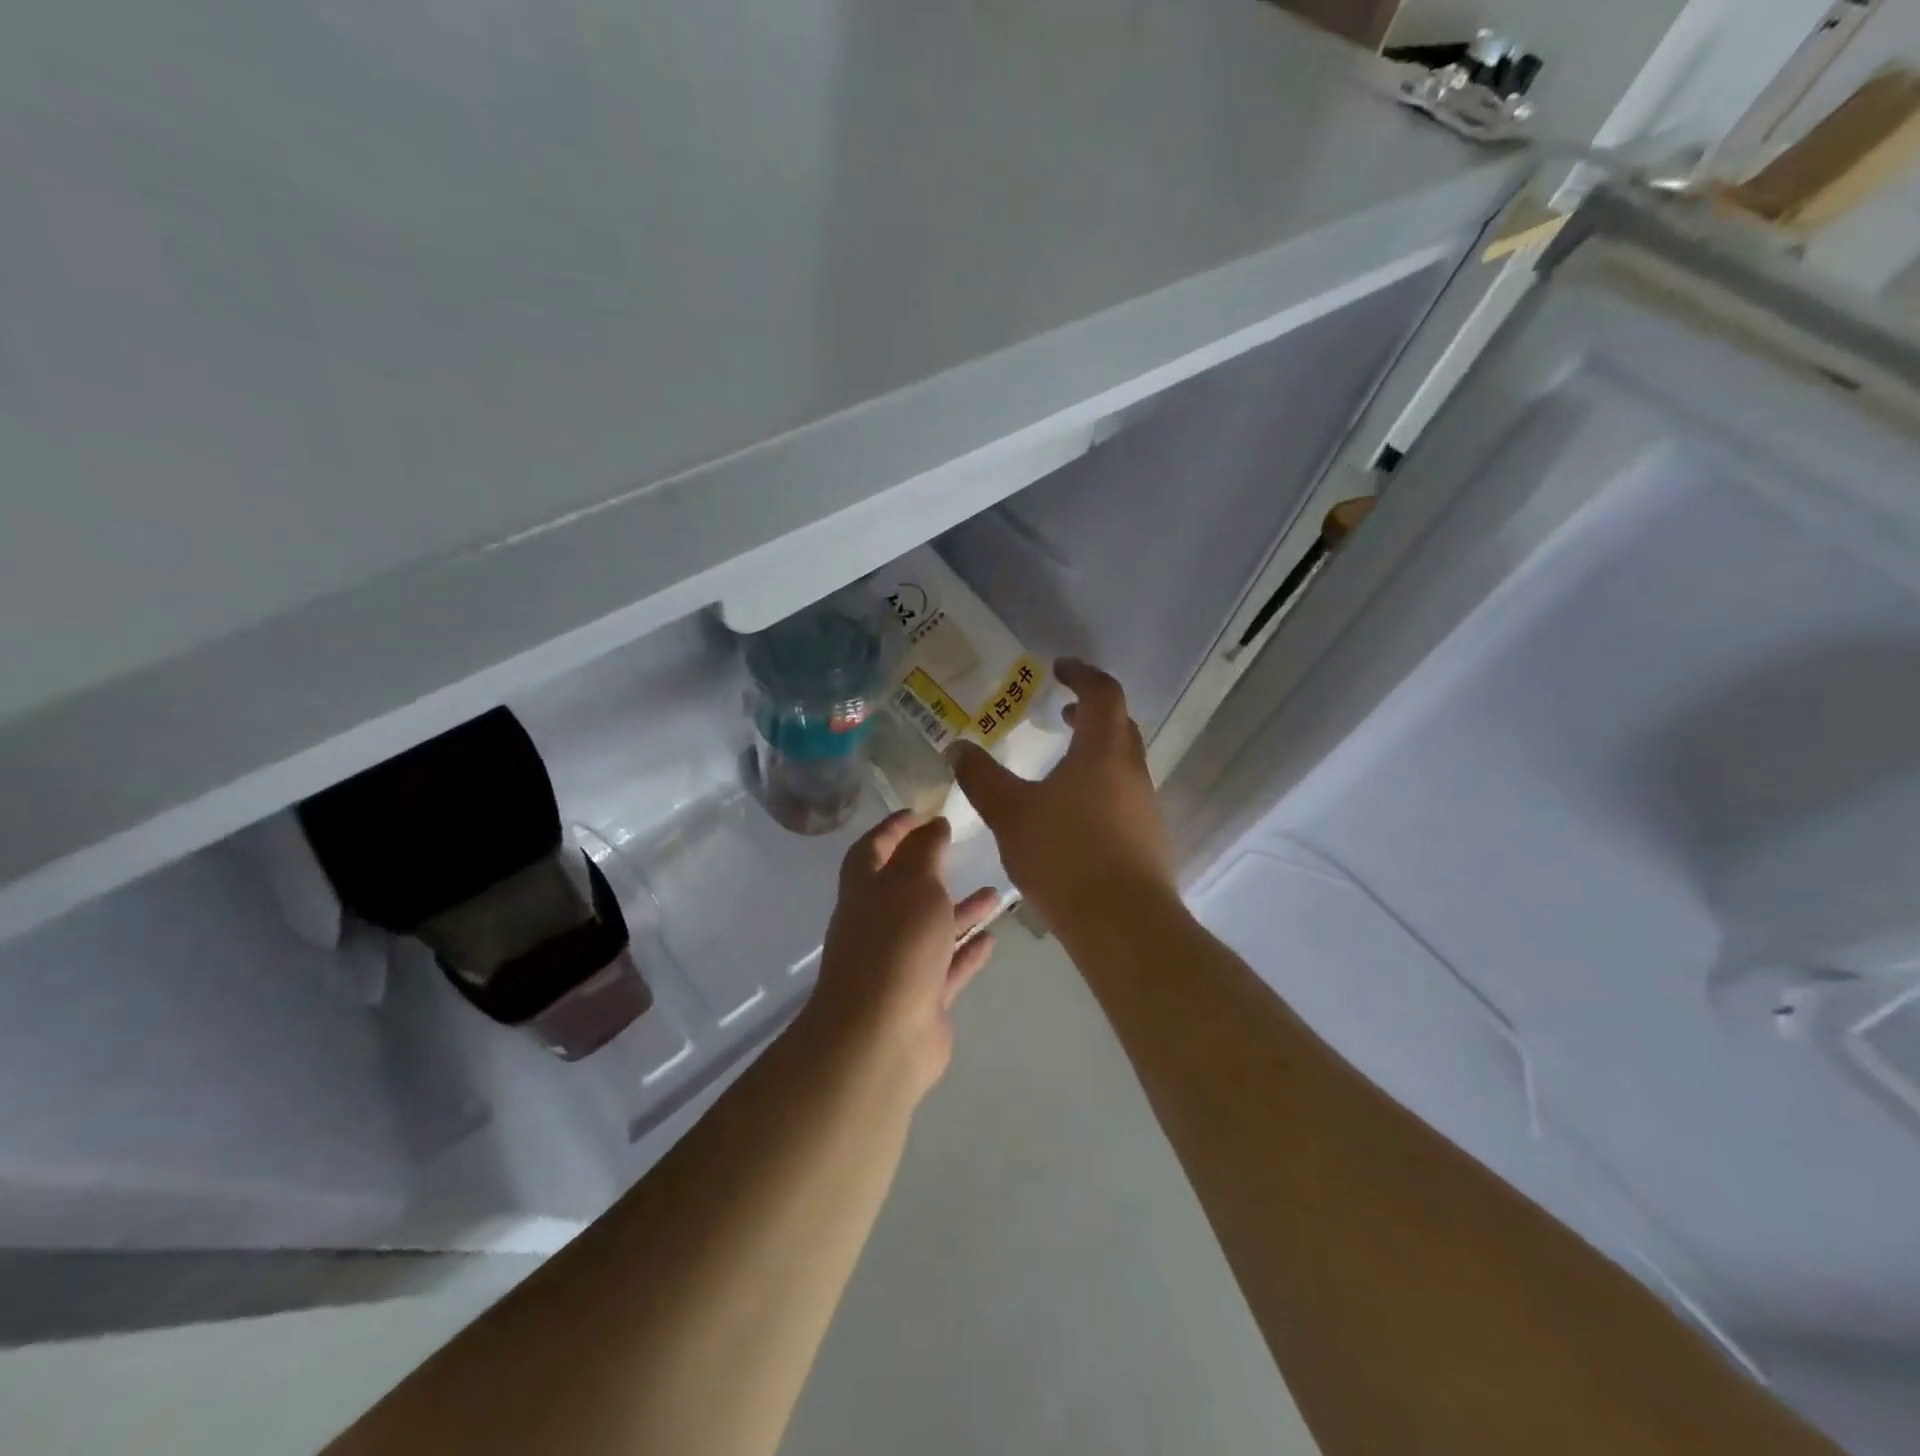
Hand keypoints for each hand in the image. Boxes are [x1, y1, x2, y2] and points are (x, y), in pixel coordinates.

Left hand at [801, 812, 999, 1102]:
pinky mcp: (922, 998)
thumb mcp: (913, 884)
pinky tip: (992, 938)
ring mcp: (900, 964)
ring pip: (933, 929)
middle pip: (905, 889)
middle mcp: (879, 924)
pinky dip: (967, 952)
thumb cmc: (896, 946)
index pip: (874, 847)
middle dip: (931, 868)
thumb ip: (926, 852)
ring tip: (996, 893)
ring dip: (960, 911)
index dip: (894, 827)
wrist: (881, 1037)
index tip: (921, 811)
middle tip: (960, 848)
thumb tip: (932, 826)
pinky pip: (948, 967)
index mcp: (865, 890)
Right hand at [949, 660, 1175, 933]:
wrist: (1123, 924)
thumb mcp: (1011, 813)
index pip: (1103, 692)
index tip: (1059, 668)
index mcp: (1104, 750)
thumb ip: (982, 778)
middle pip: (1119, 724)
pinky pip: (1124, 795)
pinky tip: (1072, 815)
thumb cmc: (1065, 856)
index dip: (1082, 674)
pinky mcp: (1148, 838)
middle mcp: (1132, 771)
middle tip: (1060, 712)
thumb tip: (957, 747)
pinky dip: (1100, 785)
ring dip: (1095, 751)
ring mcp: (1146, 806)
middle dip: (1091, 711)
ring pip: (1122, 762)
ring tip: (1060, 766)